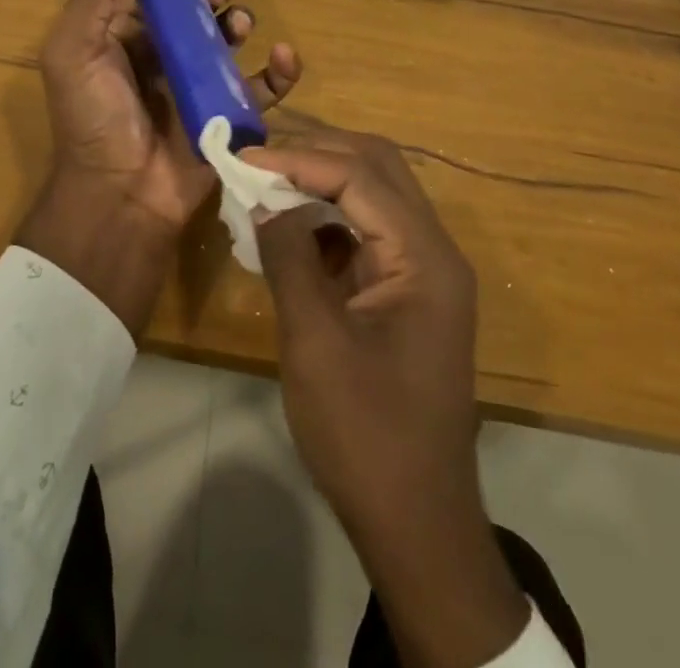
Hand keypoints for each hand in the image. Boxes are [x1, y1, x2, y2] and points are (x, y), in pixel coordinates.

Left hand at [17, 0, 301, 334]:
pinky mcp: (228, 115)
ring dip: (239, 22)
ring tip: (237, 25)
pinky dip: (280, 70)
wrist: (121, 197)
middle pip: (194, 10)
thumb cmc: (93, 119)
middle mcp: (160, 56)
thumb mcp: (74, 51)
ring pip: (228, 40)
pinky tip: (285, 55)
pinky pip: (262, 87)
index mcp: (122, 38)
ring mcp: (197, 85)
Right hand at [250, 131, 528, 667]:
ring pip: (373, 196)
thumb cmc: (366, 435)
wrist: (416, 524)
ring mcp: (423, 273)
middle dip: (317, 154)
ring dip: (321, 182)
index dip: (300, 159)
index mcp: (425, 258)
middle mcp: (433, 252)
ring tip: (267, 184)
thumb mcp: (316, 341)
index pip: (361, 176)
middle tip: (259, 159)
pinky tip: (287, 229)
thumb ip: (289, 257)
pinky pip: (366, 233)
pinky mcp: (405, 293)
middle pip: (378, 169)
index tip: (245, 158)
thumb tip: (263, 199)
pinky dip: (327, 219)